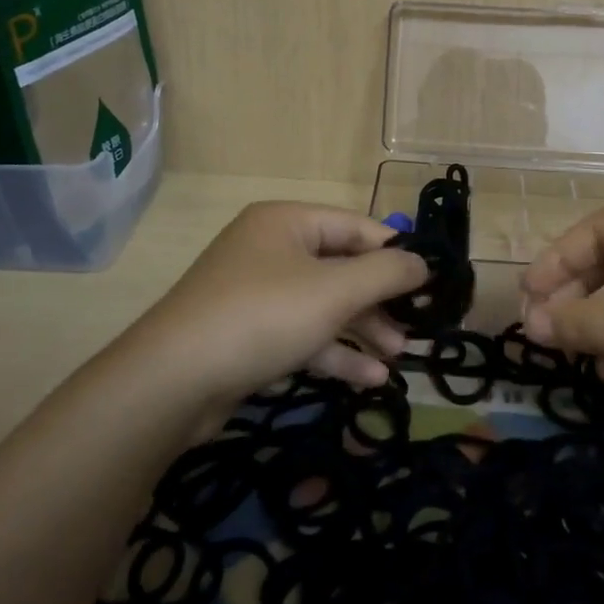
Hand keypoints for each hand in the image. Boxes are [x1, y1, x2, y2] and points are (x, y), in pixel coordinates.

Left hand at [123, 202, 427, 403]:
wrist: (174, 380)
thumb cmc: (263, 316)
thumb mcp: (334, 291)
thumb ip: (386, 273)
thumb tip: (423, 262)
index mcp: (287, 222)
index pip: (356, 227)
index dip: (396, 253)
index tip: (430, 283)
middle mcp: (271, 249)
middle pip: (341, 267)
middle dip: (380, 300)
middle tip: (414, 328)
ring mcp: (257, 292)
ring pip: (324, 304)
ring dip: (362, 329)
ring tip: (397, 357)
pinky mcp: (249, 333)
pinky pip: (302, 333)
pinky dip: (334, 352)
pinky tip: (368, 379)